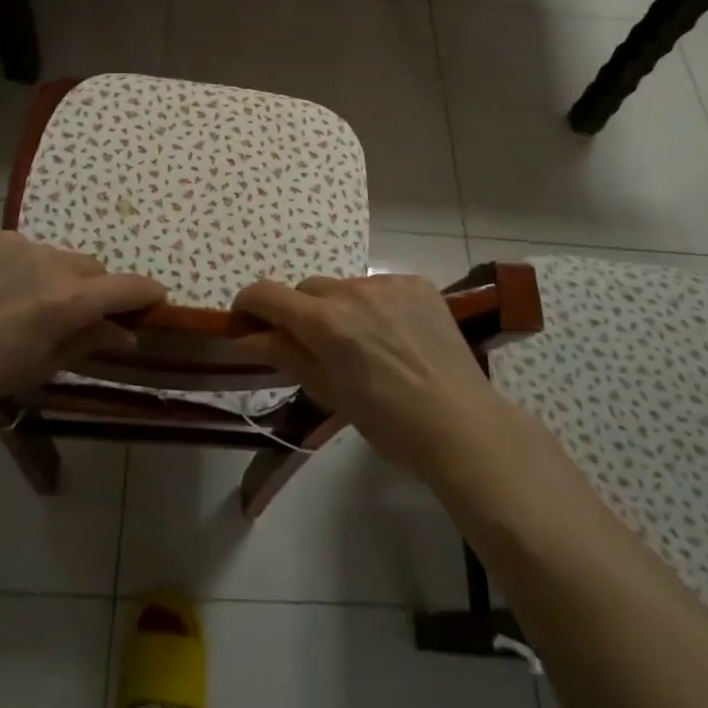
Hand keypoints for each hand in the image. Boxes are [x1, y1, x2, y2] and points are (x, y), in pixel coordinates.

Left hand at [0, 231, 165, 428]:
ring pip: (56, 256)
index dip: (147, 292)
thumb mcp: (39, 367)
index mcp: (66, 300)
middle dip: (96, 289)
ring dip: (58, 276)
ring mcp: (15, 244)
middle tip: (77, 316)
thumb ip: (89, 342)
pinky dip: (24, 266)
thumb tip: (127, 334)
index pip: (126, 287)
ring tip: (26, 304)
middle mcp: (48, 262)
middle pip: (92, 268)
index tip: (158, 298)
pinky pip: (22, 249)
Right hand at [232, 274, 507, 478]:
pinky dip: (375, 305)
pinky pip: (379, 286)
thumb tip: (246, 336)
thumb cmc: (388, 422)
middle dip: (301, 313)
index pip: (267, 294)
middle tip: (318, 347)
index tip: (249, 321)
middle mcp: (352, 290)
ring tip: (366, 344)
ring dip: (340, 308)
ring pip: (344, 287)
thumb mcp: (328, 392)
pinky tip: (395, 336)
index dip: (250, 304)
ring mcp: (388, 283)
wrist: (461, 424)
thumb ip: (285, 355)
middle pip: (307, 289)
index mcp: (325, 322)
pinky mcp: (417, 283)